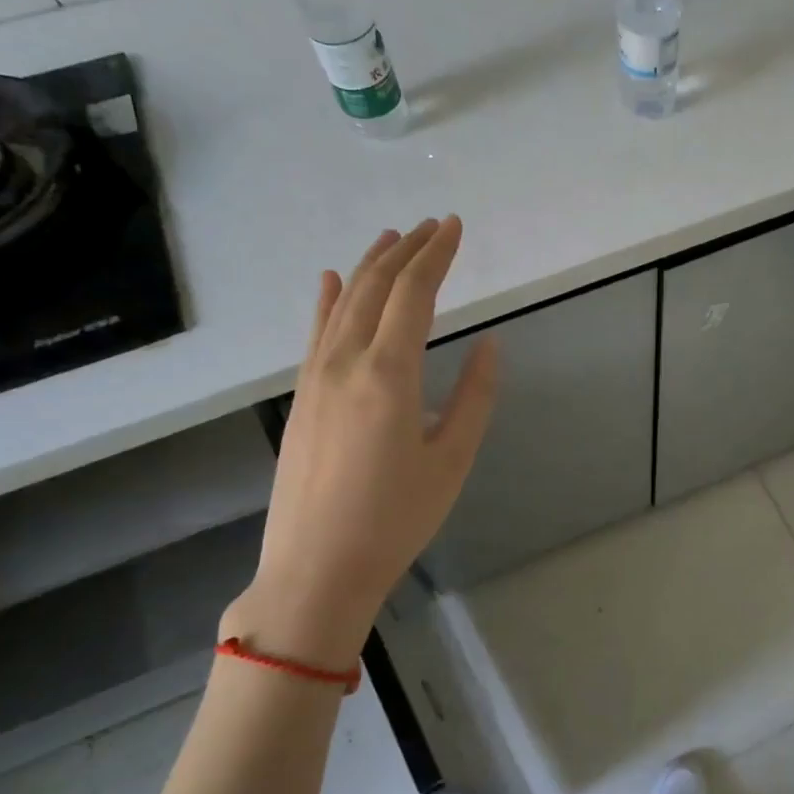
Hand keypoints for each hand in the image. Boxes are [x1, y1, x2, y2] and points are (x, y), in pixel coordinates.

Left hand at [228, 217, 497, 667]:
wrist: (317, 568)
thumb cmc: (396, 518)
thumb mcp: (452, 460)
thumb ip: (476, 396)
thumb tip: (492, 343)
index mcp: (389, 374)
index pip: (414, 294)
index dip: (436, 255)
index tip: (455, 226)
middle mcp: (345, 361)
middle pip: (375, 287)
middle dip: (407, 250)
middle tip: (432, 225)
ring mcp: (315, 377)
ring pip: (341, 302)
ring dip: (369, 266)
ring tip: (392, 238)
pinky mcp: (301, 396)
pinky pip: (315, 332)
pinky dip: (325, 299)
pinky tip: (328, 279)